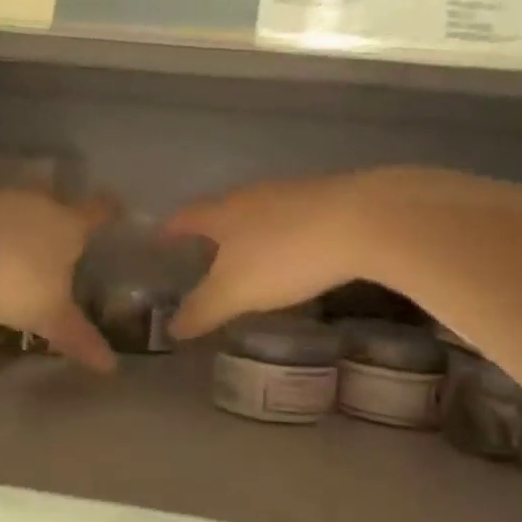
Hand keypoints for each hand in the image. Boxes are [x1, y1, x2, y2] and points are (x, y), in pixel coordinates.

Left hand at [0, 190, 116, 371]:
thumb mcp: (48, 316)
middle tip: (64, 240)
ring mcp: (1, 200)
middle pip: (58, 203)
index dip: (110, 211)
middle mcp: (40, 204)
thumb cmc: (12, 280)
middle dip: (62, 218)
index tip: (117, 208)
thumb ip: (79, 337)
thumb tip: (111, 367)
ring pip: (22, 209)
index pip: (99, 211)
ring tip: (22, 251)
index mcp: (69, 225)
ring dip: (24, 225)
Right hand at [164, 171, 390, 338]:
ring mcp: (290, 193)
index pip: (185, 218)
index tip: (159, 239)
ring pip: (258, 212)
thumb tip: (172, 328)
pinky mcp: (326, 199)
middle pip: (222, 210)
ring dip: (249, 233)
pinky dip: (283, 235)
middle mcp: (251, 195)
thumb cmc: (285, 255)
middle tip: (204, 255)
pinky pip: (291, 218)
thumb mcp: (236, 291)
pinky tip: (295, 254)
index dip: (170, 230)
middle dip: (211, 232)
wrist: (361, 221)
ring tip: (249, 258)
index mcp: (223, 212)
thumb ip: (203, 309)